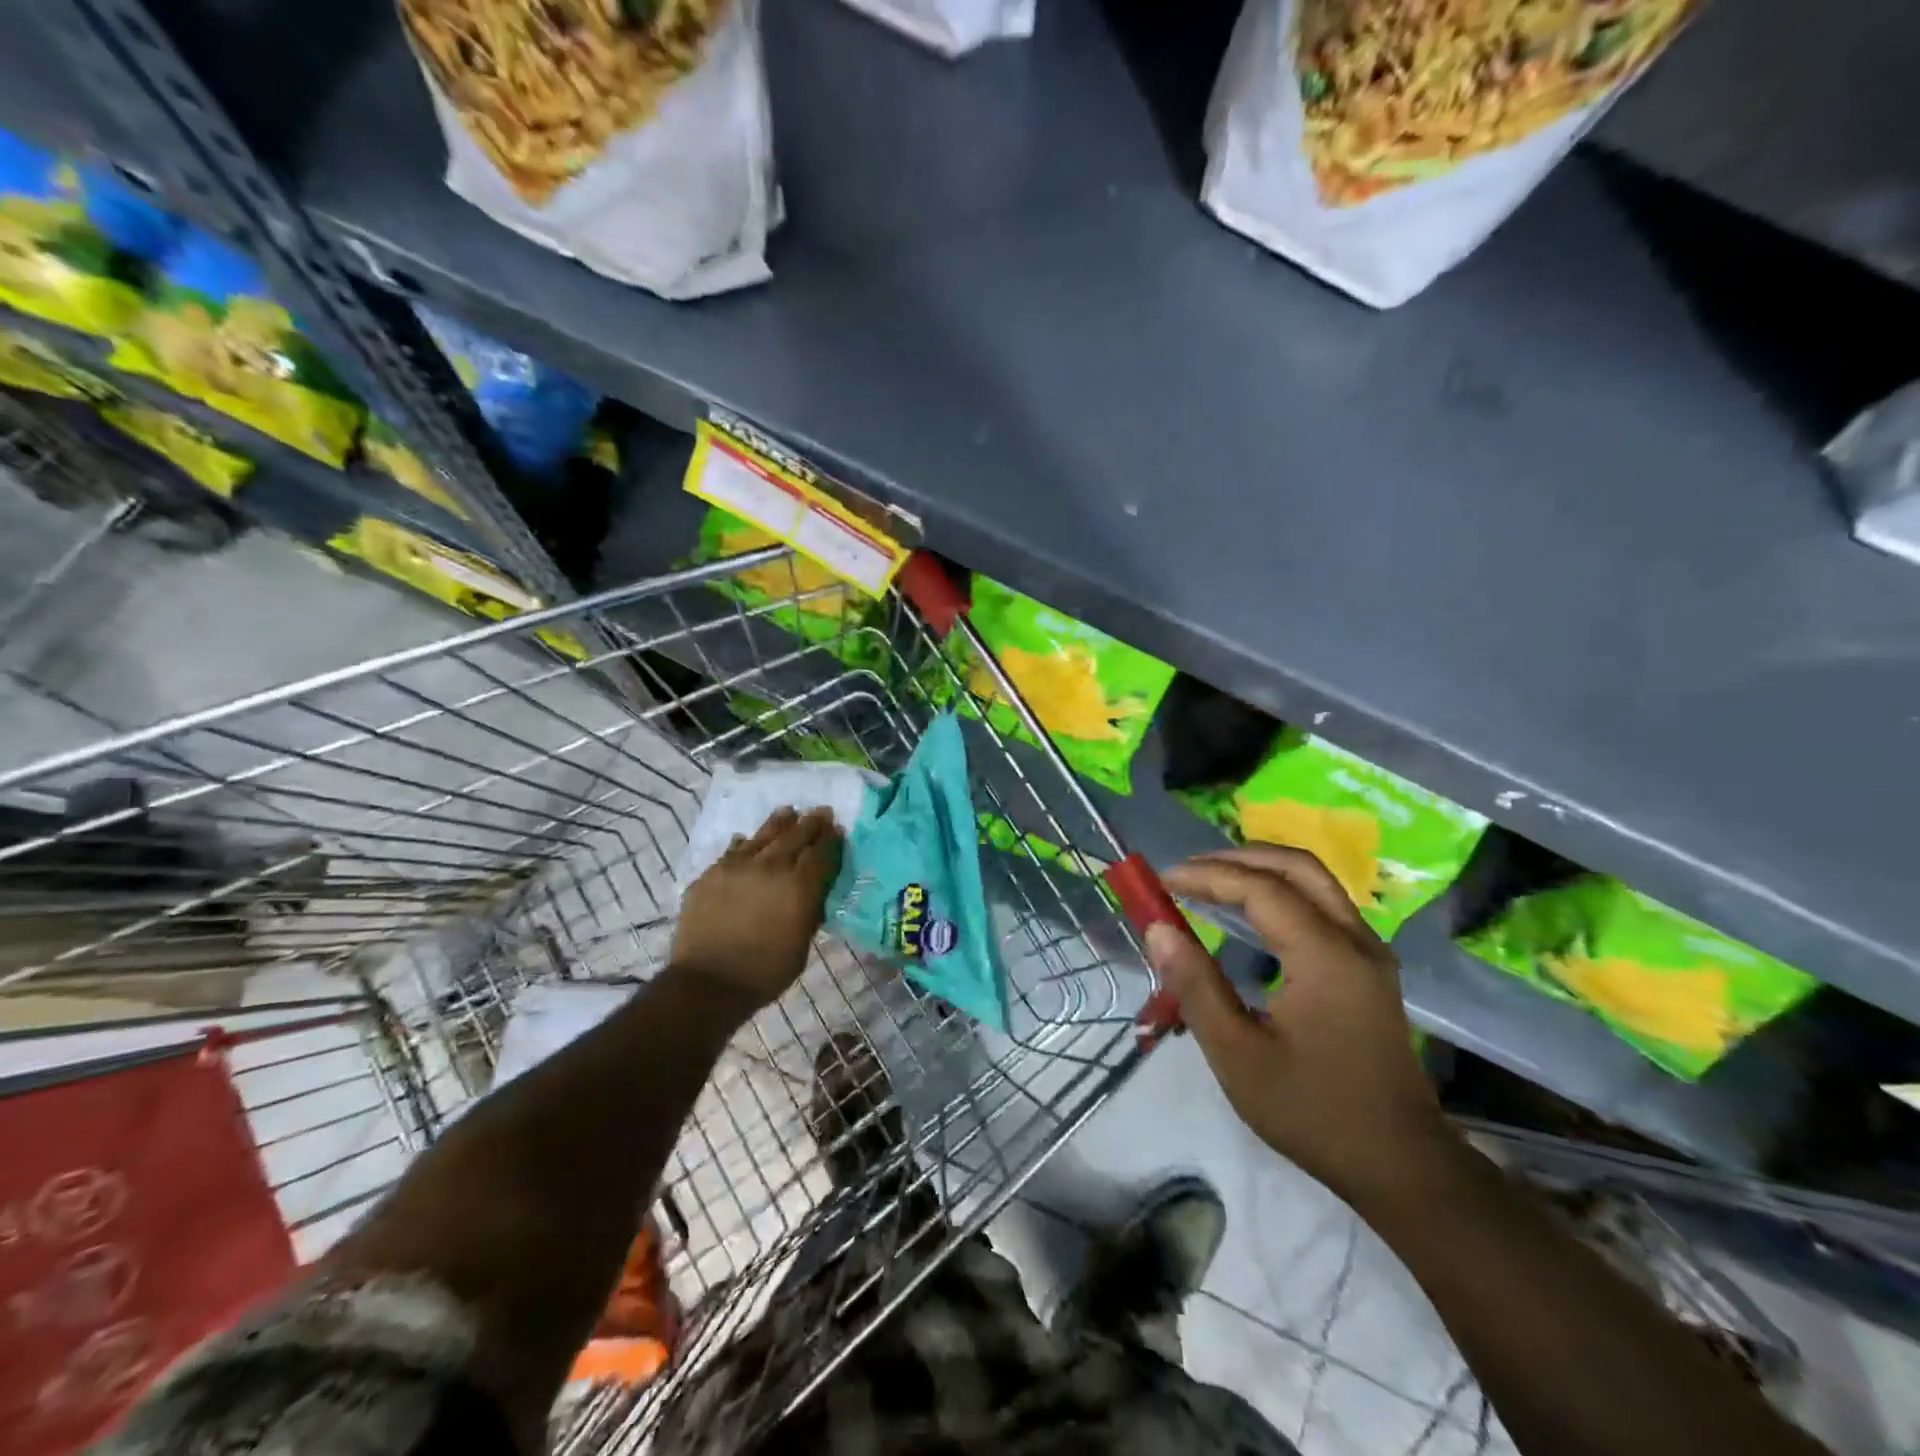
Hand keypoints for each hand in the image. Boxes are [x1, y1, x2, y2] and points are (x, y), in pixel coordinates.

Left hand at [671, 807, 841, 1013]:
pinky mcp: (712, 873)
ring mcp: (738, 866)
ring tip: (788, 811)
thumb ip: (809, 913)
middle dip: (811, 823)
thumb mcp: (801, 946)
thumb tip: (813, 893)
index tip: (837, 829)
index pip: (820, 854)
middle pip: (795, 836)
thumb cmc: (764, 972)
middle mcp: (771, 867)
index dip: (831, 840)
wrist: (708, 982)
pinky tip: (746, 839)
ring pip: (763, 835)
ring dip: (779, 822)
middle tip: (821, 812)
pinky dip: (744, 843)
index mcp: (799, 886)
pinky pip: (733, 850)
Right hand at [1149, 846, 1453, 1203]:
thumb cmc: (1313, 1111)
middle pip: (1297, 867)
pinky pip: (1324, 906)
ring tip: (1212, 882)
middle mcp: (1355, 940)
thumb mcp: (1237, 1055)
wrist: (1401, 1165)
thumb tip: (1158, 928)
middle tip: (1188, 871)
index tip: (1162, 880)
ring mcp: (1369, 953)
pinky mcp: (1370, 969)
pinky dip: (1282, 892)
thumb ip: (1195, 984)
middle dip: (1237, 859)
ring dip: (1262, 871)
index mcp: (1325, 956)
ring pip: (1316, 882)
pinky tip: (1252, 914)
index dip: (1207, 876)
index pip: (1260, 889)